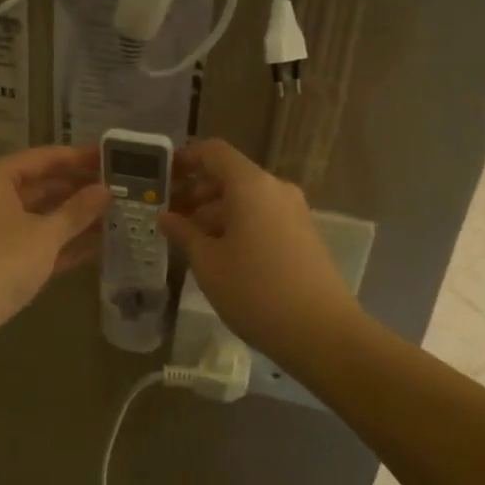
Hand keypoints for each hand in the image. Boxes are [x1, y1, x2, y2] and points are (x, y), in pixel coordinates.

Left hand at [0, 145, 110, 347]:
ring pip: (41, 215)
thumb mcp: (45, 234)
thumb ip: (77, 210)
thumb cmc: (2, 260)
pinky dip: (62, 242)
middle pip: (42, 185)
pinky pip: (36, 241)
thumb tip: (106, 190)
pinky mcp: (0, 258)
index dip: (78, 158)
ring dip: (74, 217)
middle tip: (119, 189)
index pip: (44, 157)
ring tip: (115, 215)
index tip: (111, 158)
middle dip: (79, 189)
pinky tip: (98, 244)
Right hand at [158, 139, 359, 358]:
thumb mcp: (208, 263)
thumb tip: (166, 216)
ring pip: (246, 199)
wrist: (322, 332)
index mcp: (250, 185)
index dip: (185, 159)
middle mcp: (275, 189)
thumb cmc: (255, 291)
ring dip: (215, 212)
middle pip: (230, 176)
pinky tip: (220, 255)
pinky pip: (263, 216)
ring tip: (190, 241)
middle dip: (197, 191)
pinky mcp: (303, 234)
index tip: (162, 178)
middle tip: (169, 216)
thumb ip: (184, 233)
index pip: (213, 152)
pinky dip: (238, 225)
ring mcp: (294, 212)